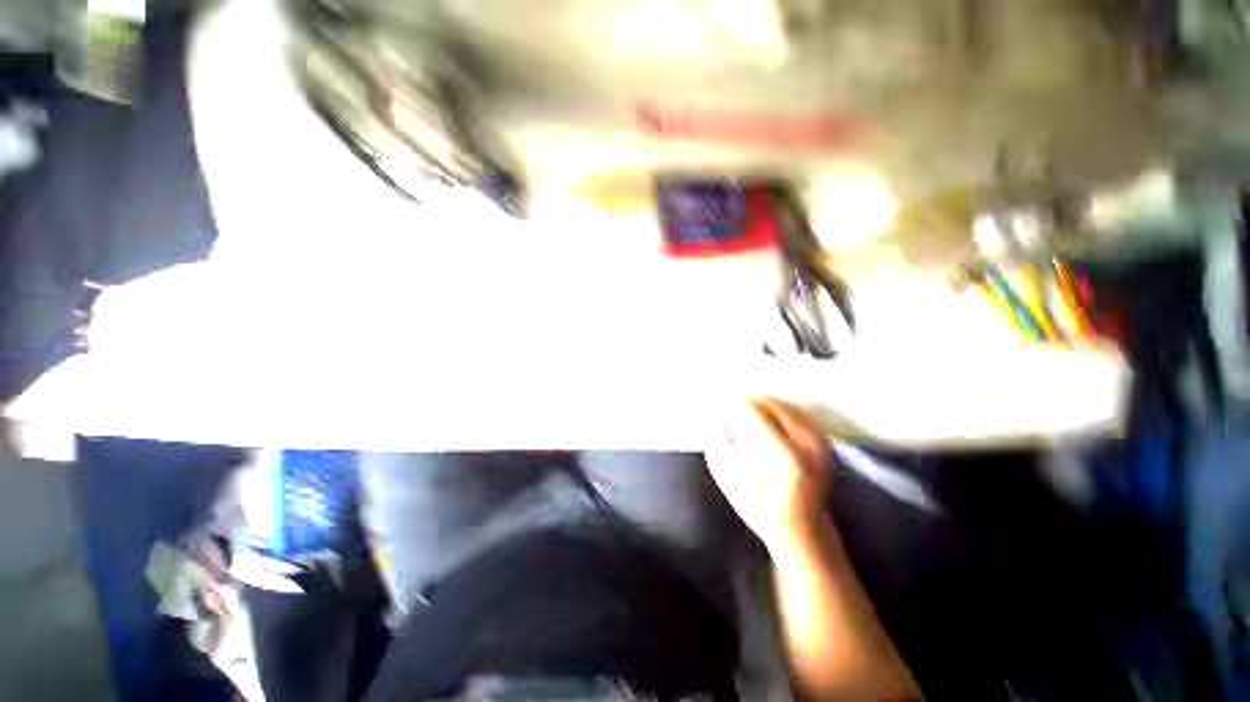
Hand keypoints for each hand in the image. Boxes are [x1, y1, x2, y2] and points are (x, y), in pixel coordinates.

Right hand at [705, 397, 833, 552]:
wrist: (803, 529)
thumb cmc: (760, 508)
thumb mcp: (728, 479)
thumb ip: (717, 444)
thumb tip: (715, 418)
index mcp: (778, 454)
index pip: (749, 409)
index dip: (730, 406)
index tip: (720, 410)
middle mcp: (802, 441)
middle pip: (766, 401)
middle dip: (744, 404)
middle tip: (731, 415)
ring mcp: (816, 438)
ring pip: (780, 402)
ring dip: (760, 406)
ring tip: (748, 421)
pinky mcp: (822, 438)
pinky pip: (793, 410)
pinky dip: (775, 410)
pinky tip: (767, 423)